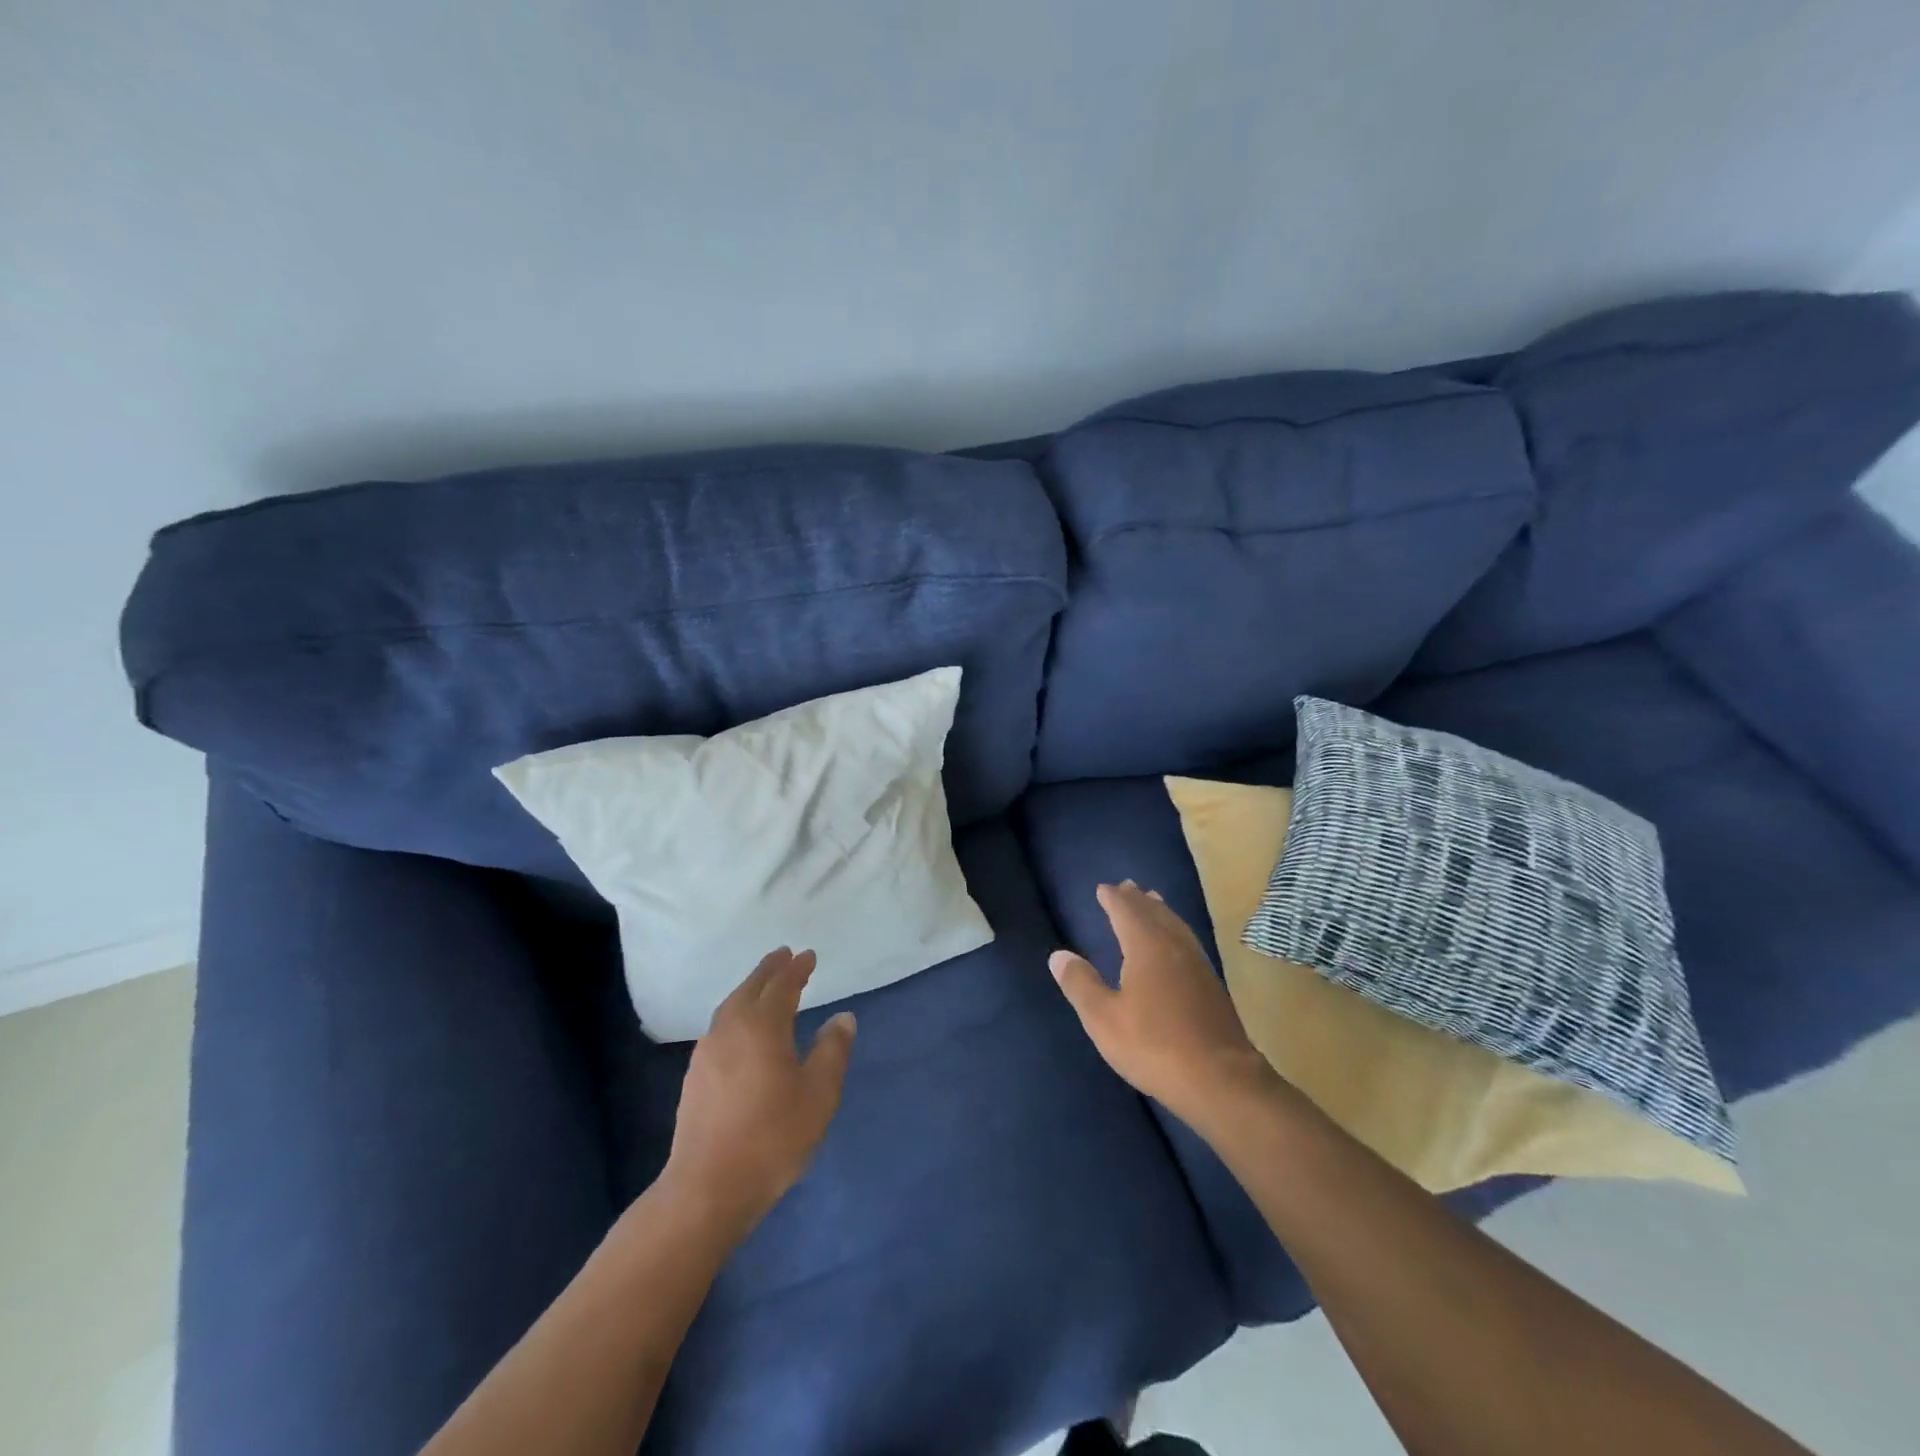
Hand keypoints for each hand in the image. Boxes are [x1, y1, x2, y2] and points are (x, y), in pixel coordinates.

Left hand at [659, 948, 856, 1237]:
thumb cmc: (772, 1137)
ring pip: (732, 1005)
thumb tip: (842, 1017)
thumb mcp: (818, 1095)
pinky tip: (743, 1029)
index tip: (808, 955)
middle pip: (751, 987)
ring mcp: (708, 1052)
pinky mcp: (695, 1075)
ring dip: (751, 988)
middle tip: (784, 955)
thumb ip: (832, 1051)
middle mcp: (731, 1028)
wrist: (706, 1187)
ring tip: (765, 985)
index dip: (797, 968)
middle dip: (770, 969)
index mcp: (762, 1026)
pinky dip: (738, 1012)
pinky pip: (721, 1026)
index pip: (782, 985)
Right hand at [1050, 881, 1278, 1133]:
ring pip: (1176, 925)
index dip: (1113, 899)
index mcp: (1147, 947)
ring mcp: (1197, 965)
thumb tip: (1058, 955)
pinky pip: (1188, 941)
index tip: (1103, 887)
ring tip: (1153, 903)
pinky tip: (1176, 944)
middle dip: (1138, 899)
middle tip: (1127, 886)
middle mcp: (1174, 947)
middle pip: (1154, 913)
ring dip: (1160, 911)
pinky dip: (1175, 930)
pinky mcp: (1211, 985)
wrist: (1220, 1080)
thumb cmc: (1154, 1046)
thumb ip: (1080, 984)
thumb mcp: (1104, 1019)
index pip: (1127, 911)